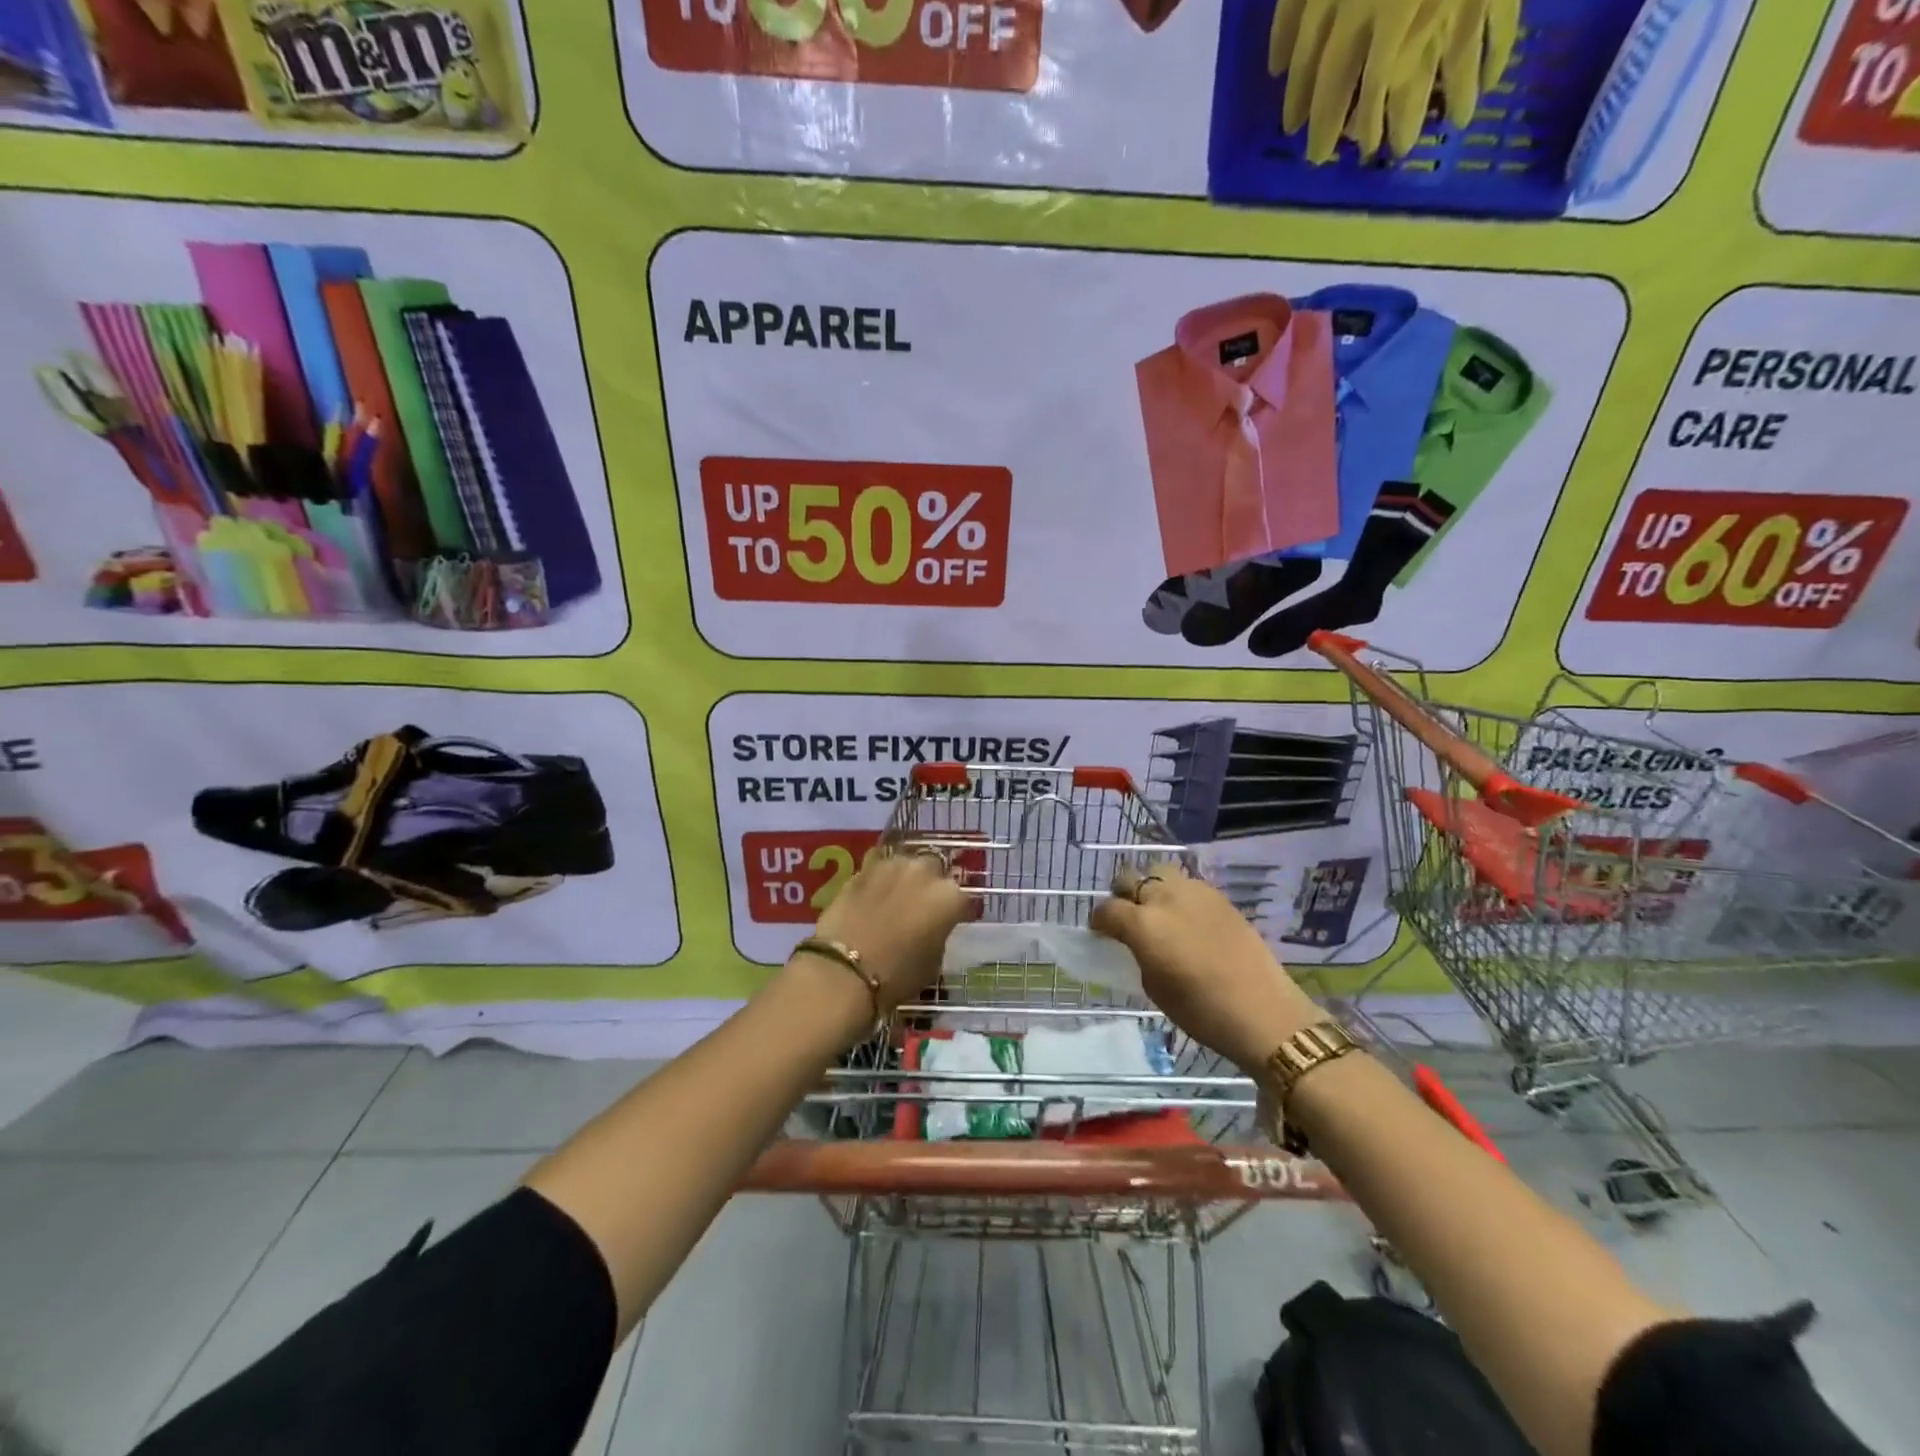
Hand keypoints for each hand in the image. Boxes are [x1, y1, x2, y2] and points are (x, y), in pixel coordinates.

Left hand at [808, 847, 968, 1015]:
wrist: (844, 969)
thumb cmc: (897, 975)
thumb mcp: (932, 963)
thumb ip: (938, 936)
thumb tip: (931, 930)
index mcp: (949, 897)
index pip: (963, 899)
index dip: (956, 912)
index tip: (950, 922)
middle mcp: (925, 872)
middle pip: (935, 870)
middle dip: (930, 884)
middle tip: (921, 905)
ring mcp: (893, 865)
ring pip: (906, 862)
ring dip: (905, 876)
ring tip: (896, 894)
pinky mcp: (863, 867)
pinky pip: (878, 865)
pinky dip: (879, 876)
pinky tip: (873, 890)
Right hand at [1092, 862, 1321, 1072]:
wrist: (1262, 1011)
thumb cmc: (1201, 1010)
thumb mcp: (1153, 986)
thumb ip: (1137, 953)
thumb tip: (1135, 942)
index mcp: (1142, 923)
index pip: (1107, 909)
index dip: (1099, 921)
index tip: (1100, 933)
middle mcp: (1164, 898)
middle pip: (1130, 879)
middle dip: (1122, 895)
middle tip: (1126, 917)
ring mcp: (1194, 891)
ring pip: (1159, 872)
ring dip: (1151, 887)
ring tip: (1157, 911)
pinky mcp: (1219, 896)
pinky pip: (1187, 884)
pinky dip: (1177, 894)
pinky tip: (1185, 917)